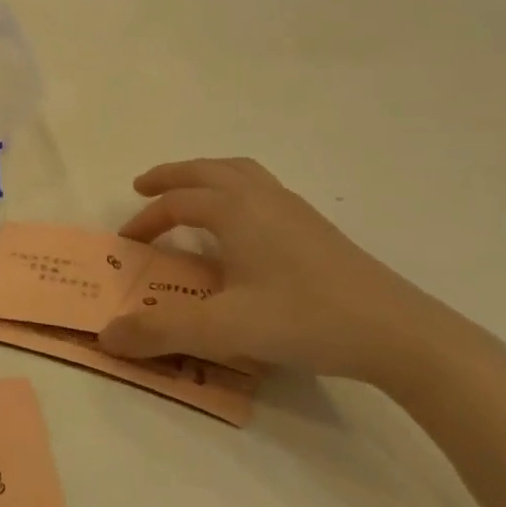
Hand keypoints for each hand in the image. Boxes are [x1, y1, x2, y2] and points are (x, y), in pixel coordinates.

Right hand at [98, 159, 484, 392]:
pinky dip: (235, 192)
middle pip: (208, 170)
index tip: (127, 244)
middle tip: (144, 186)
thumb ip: (160, 331)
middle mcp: (264, 199)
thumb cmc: (306, 320)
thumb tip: (106, 336)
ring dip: (206, 177)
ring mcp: (296, 211)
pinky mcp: (317, 230)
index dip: (146, 219)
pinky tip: (241, 228)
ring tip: (189, 195)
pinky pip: (263, 191)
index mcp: (237, 211)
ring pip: (241, 174)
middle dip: (172, 176)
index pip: (178, 202)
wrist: (399, 334)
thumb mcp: (223, 329)